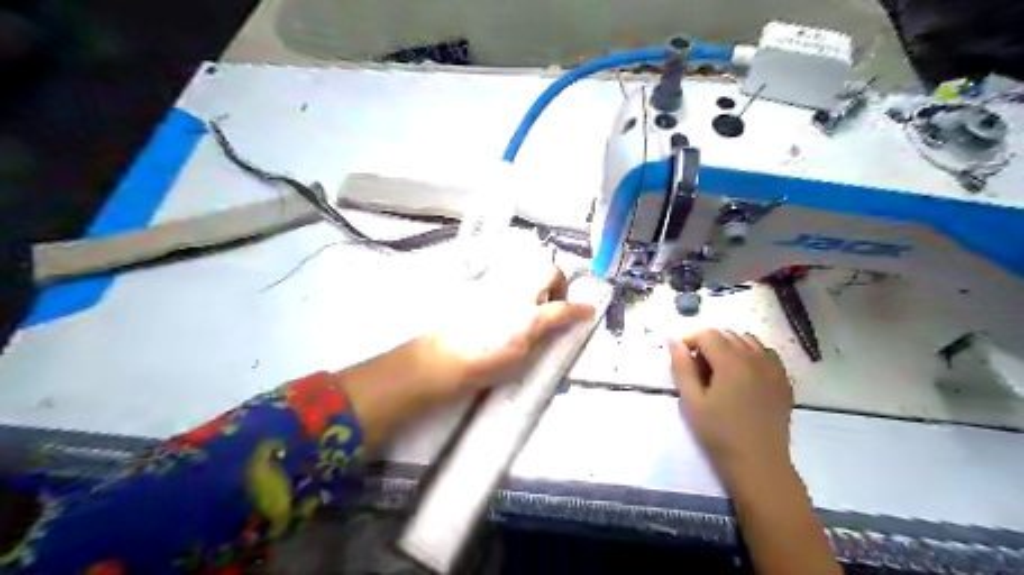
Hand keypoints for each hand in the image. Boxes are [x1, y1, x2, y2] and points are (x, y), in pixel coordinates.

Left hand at [422, 263, 596, 400]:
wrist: (448, 357)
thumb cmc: (486, 364)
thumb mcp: (524, 359)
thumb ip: (544, 337)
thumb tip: (557, 327)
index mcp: (531, 318)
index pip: (564, 309)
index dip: (581, 310)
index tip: (588, 311)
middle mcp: (519, 296)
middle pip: (550, 272)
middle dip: (560, 283)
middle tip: (556, 302)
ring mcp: (501, 287)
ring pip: (529, 268)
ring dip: (539, 281)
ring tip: (534, 302)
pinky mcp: (485, 287)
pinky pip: (509, 275)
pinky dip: (519, 282)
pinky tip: (512, 302)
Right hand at [669, 329, 793, 481]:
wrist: (759, 464)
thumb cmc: (719, 434)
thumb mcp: (692, 401)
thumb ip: (682, 367)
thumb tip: (673, 340)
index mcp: (732, 362)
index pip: (708, 334)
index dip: (690, 340)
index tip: (681, 359)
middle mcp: (756, 358)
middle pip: (727, 335)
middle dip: (708, 345)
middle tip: (698, 372)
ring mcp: (774, 369)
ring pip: (747, 341)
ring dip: (730, 348)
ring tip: (720, 373)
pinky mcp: (784, 381)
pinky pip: (766, 354)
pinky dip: (751, 356)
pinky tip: (743, 377)